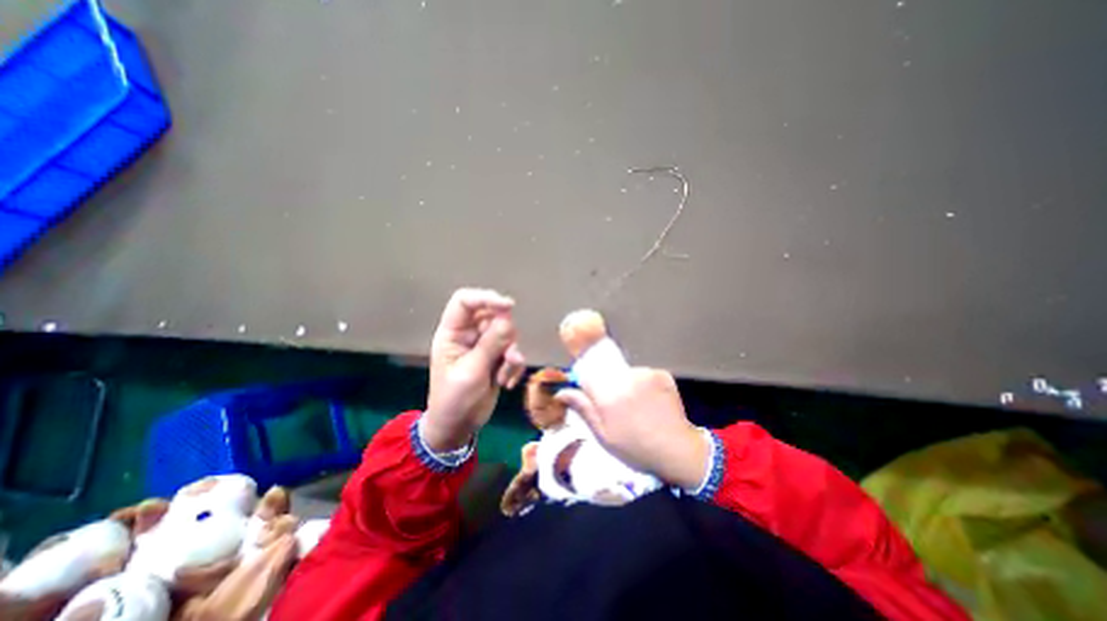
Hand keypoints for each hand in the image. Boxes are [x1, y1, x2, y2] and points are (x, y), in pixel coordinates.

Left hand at [425, 289, 526, 452]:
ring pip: (507, 334)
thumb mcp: (471, 372)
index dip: (486, 298)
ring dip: (511, 356)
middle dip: (505, 337)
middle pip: (494, 317)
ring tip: (503, 377)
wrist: (458, 428)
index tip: (509, 306)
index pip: (465, 302)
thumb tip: (508, 320)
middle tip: (508, 357)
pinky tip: (506, 383)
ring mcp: (484, 346)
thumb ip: (490, 345)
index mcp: (453, 333)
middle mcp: (469, 334)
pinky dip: (514, 366)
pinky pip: (513, 350)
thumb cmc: (454, 400)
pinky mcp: (497, 358)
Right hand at [558, 369, 712, 489]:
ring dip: (627, 385)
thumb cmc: (635, 448)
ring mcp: (646, 374)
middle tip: (618, 406)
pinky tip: (650, 402)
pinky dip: (643, 385)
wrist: (678, 451)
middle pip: (607, 370)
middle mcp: (626, 377)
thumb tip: (561, 391)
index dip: (586, 378)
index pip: (586, 371)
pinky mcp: (661, 374)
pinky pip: (643, 375)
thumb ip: (583, 408)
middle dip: (608, 384)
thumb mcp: (603, 435)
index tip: (590, 390)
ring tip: (636, 406)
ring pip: (626, 373)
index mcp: (608, 394)